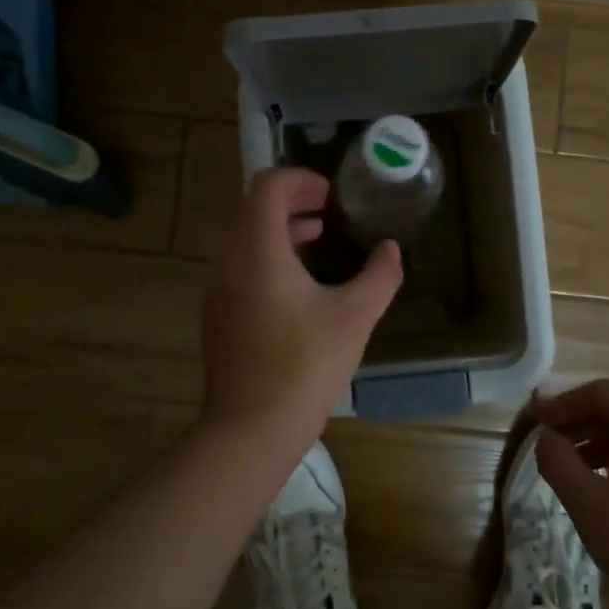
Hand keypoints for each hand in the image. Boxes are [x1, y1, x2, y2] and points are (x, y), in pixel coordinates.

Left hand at [200, 166, 403, 454]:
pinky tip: (299, 286)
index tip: (331, 194)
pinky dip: (268, 258)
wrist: (250, 430)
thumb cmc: (304, 366)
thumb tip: (390, 249)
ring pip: (246, 240)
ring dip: (281, 231)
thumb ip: (379, 275)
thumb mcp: (355, 317)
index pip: (267, 187)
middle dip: (293, 202)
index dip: (300, 179)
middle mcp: (229, 263)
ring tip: (318, 240)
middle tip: (330, 212)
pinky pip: (240, 267)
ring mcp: (218, 292)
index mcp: (258, 252)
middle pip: (254, 209)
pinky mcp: (218, 317)